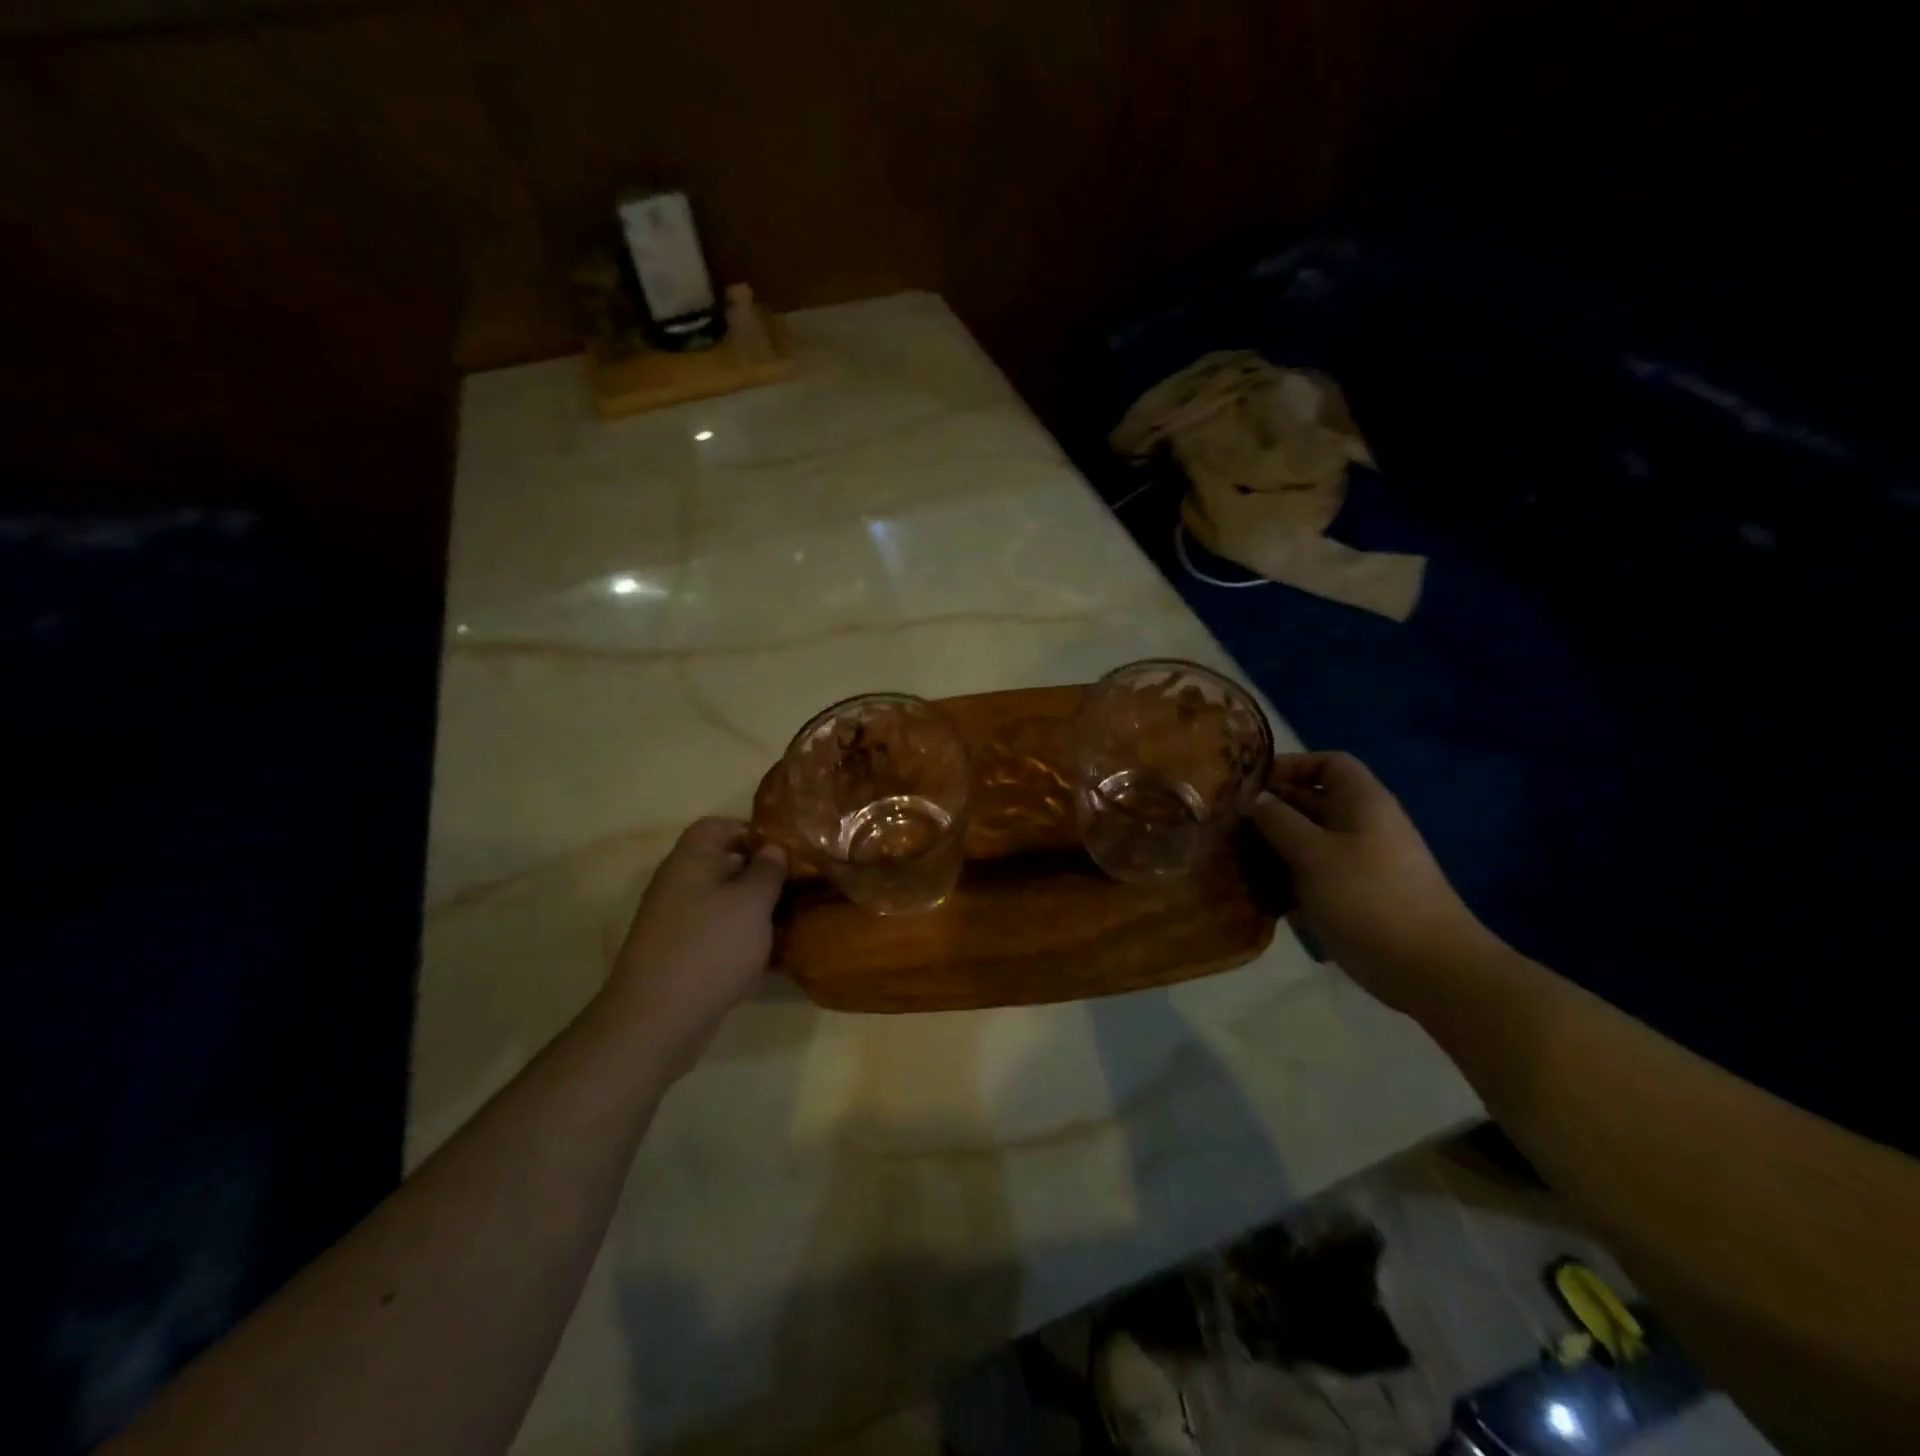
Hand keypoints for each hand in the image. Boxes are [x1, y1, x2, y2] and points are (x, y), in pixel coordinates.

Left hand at [600, 818, 786, 1079]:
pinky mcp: (682, 956)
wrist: (656, 1020)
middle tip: (801, 886)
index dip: (752, 831)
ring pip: (725, 904)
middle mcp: (679, 884)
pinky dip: (744, 940)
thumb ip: (767, 871)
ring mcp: (678, 922)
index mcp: (691, 860)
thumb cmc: (710, 947)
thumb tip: (773, 850)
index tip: (787, 849)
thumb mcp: (751, 902)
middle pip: (725, 865)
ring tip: (795, 921)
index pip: (718, 826)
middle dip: (763, 875)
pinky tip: (774, 956)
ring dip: (757, 911)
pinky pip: (720, 935)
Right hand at [1250, 752, 1492, 1010]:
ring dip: (1276, 846)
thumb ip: (1278, 821)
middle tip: (1230, 824)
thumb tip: (1254, 801)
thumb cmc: (1368, 897)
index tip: (1253, 785)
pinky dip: (1290, 876)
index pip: (1328, 763)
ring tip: (1238, 858)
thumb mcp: (1312, 853)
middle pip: (1314, 801)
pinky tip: (1263, 892)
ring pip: (1311, 840)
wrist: (1429, 967)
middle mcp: (1364, 824)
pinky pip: (1317, 872)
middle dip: (1273, 809)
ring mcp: (1362, 861)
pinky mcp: (1358, 894)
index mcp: (1362, 802)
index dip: (1291, 766)